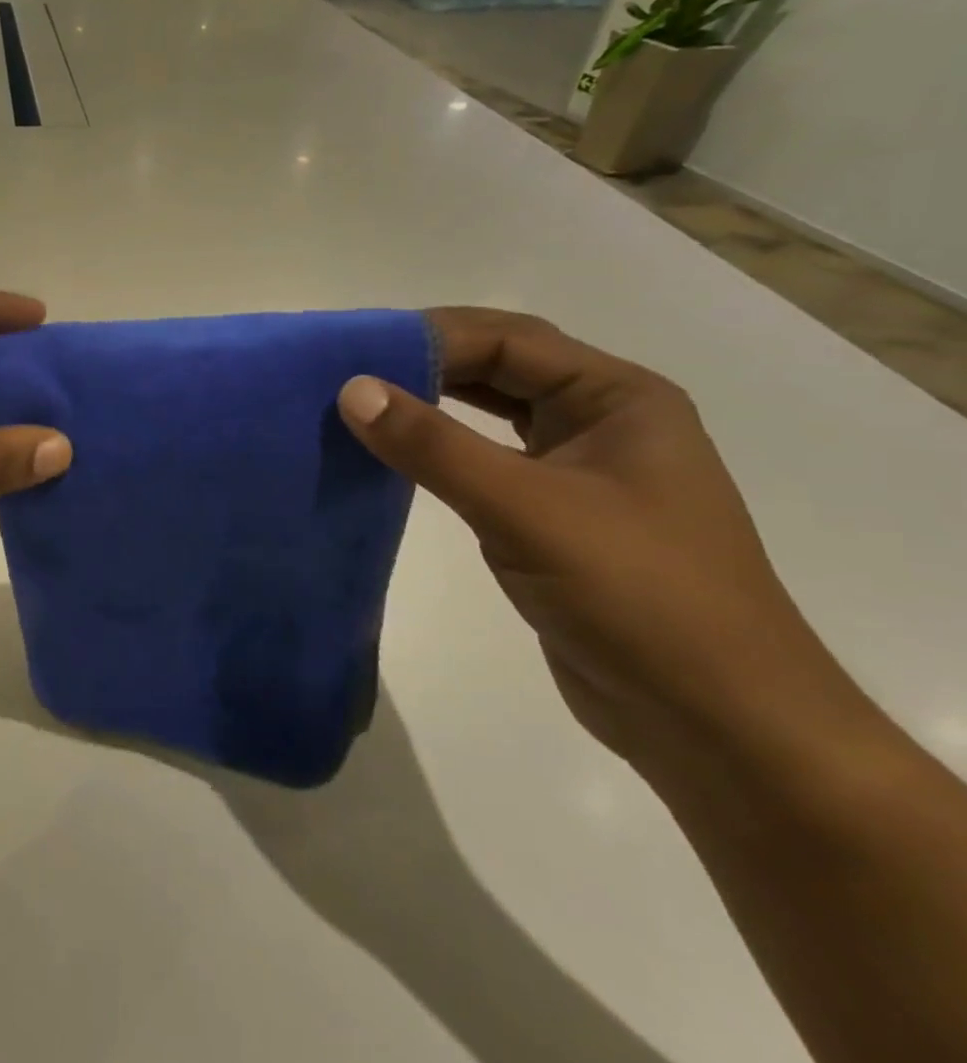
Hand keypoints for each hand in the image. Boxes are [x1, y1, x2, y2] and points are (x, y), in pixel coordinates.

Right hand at [337, 308, 847, 769]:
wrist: (717, 726)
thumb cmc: (639, 597)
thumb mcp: (528, 510)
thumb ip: (435, 446)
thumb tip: (351, 389)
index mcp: (619, 399)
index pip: (510, 341)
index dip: (430, 336)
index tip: (354, 350)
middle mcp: (602, 422)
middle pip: (500, 369)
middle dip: (425, 363)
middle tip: (346, 369)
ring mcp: (579, 470)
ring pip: (489, 415)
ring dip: (429, 405)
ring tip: (357, 403)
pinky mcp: (553, 516)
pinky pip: (484, 461)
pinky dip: (438, 451)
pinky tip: (393, 455)